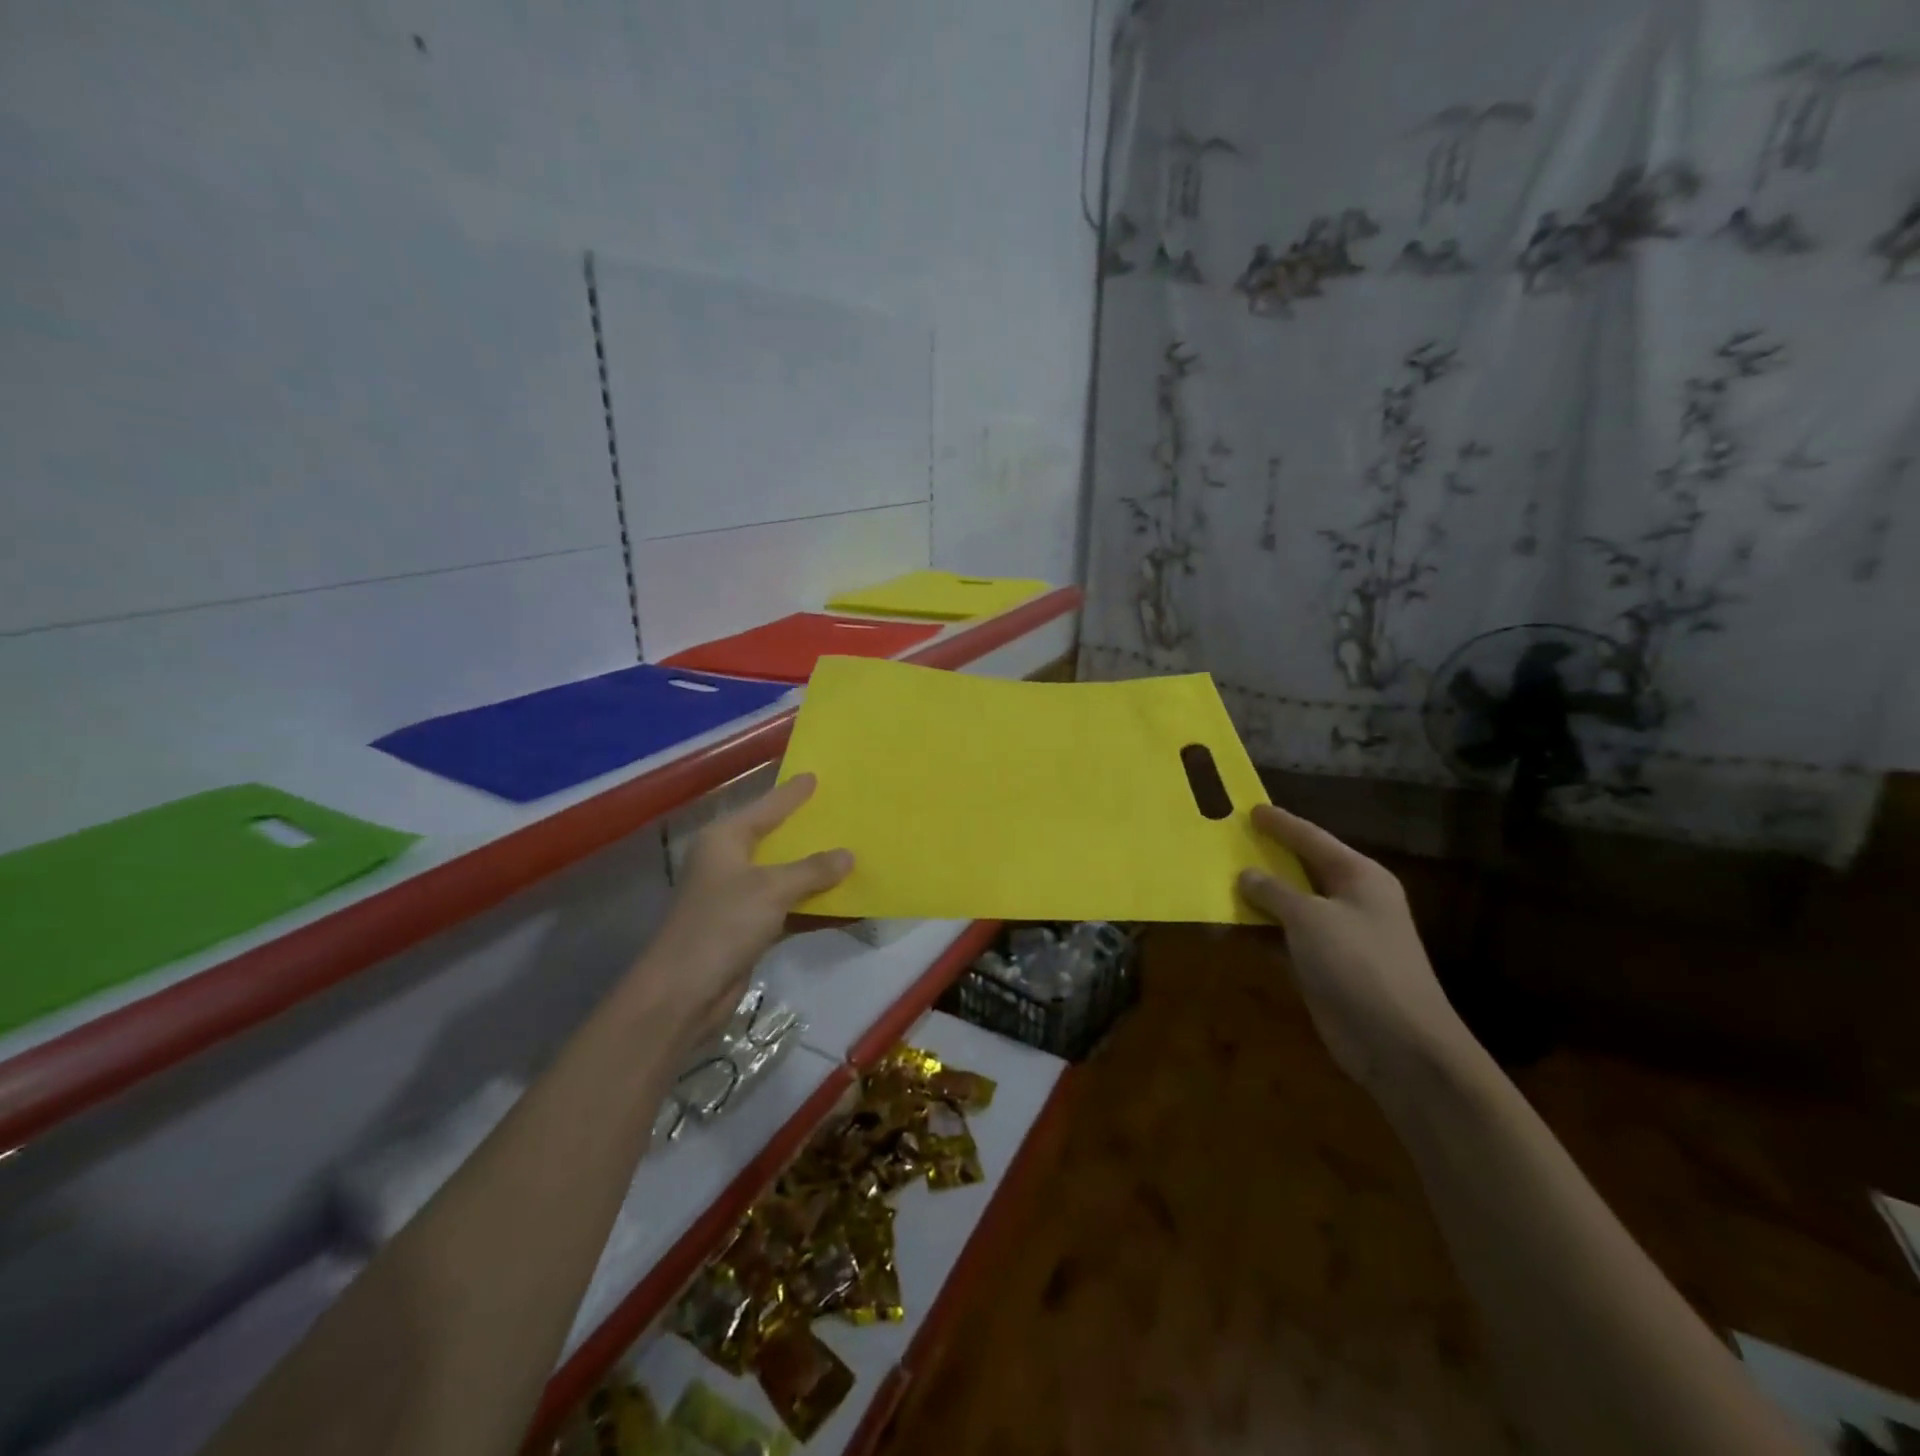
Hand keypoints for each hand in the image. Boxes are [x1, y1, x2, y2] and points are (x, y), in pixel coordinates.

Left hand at [633, 774, 852, 1048]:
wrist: (683, 992)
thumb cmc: (722, 924)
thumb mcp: (771, 889)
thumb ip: (812, 870)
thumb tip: (848, 855)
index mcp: (725, 839)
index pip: (766, 807)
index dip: (792, 793)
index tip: (816, 775)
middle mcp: (730, 861)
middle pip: (777, 839)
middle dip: (810, 831)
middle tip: (844, 813)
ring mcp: (738, 896)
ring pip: (786, 875)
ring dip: (817, 873)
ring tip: (854, 855)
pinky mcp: (749, 927)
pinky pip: (789, 908)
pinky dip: (814, 907)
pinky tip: (847, 906)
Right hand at [1236, 804, 1473, 1095]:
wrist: (1399, 1045)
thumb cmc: (1359, 965)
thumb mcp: (1311, 918)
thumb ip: (1274, 892)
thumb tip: (1246, 874)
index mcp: (1358, 877)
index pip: (1312, 838)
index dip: (1281, 823)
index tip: (1251, 808)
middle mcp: (1350, 901)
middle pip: (1299, 870)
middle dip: (1264, 858)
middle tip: (1227, 841)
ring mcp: (1337, 937)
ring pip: (1288, 906)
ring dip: (1254, 899)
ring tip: (1215, 882)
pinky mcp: (1322, 968)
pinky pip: (1282, 939)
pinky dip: (1257, 933)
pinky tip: (1225, 928)